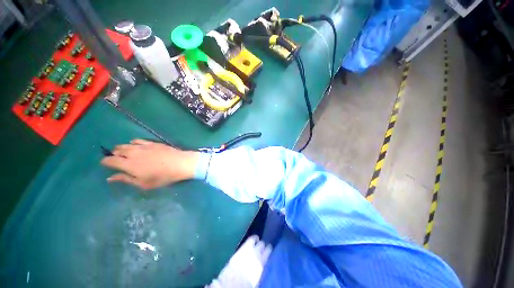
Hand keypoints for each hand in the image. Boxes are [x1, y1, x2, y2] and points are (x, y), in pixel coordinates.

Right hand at [101, 139, 198, 189]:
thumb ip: (126, 179)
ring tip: (124, 152)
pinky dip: (133, 142)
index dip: (105, 162)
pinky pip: (138, 140)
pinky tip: (135, 145)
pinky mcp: (153, 143)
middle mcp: (133, 153)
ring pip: (126, 144)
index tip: (106, 164)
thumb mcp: (144, 183)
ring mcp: (143, 146)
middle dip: (114, 154)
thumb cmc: (163, 176)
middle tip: (116, 159)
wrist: (180, 163)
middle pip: (117, 150)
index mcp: (128, 164)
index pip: (109, 160)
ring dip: (122, 148)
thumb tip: (110, 178)